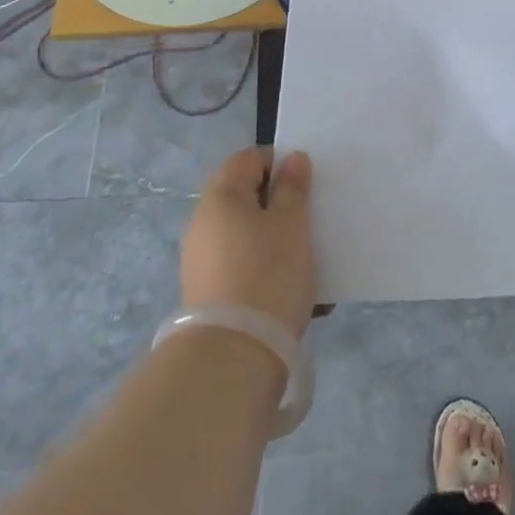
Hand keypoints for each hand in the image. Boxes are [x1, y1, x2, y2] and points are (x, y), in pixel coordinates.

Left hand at [180, 148, 314, 341]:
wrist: (233, 356)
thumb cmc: (267, 274)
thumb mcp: (291, 224)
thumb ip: (293, 188)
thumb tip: (292, 159)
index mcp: (220, 196)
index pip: (248, 158)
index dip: (279, 163)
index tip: (307, 184)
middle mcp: (203, 222)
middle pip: (246, 198)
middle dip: (281, 206)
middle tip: (312, 222)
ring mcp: (202, 260)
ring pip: (248, 236)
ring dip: (278, 243)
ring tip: (311, 265)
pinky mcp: (208, 293)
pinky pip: (244, 268)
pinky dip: (268, 272)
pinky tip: (298, 296)